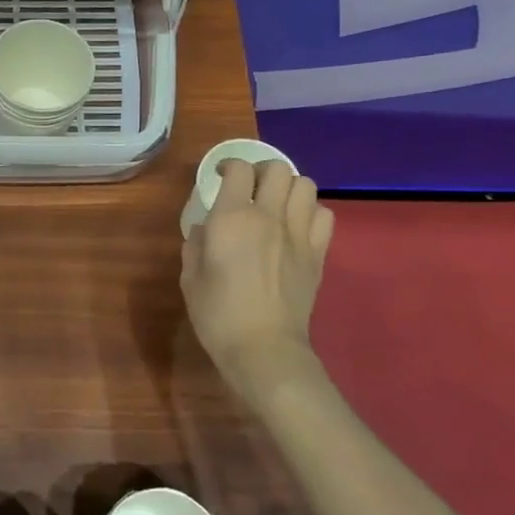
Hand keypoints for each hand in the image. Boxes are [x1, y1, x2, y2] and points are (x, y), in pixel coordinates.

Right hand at [181, 159, 334, 387]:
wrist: (264, 348)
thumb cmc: (217, 314)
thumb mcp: (190, 277)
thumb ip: (196, 244)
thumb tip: (207, 229)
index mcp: (231, 218)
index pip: (238, 170)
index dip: (228, 166)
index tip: (220, 176)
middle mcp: (268, 216)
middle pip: (277, 169)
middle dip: (261, 170)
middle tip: (250, 186)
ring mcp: (298, 234)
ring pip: (305, 185)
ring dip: (289, 187)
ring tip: (276, 202)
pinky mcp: (318, 253)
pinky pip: (324, 215)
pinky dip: (311, 212)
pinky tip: (297, 226)